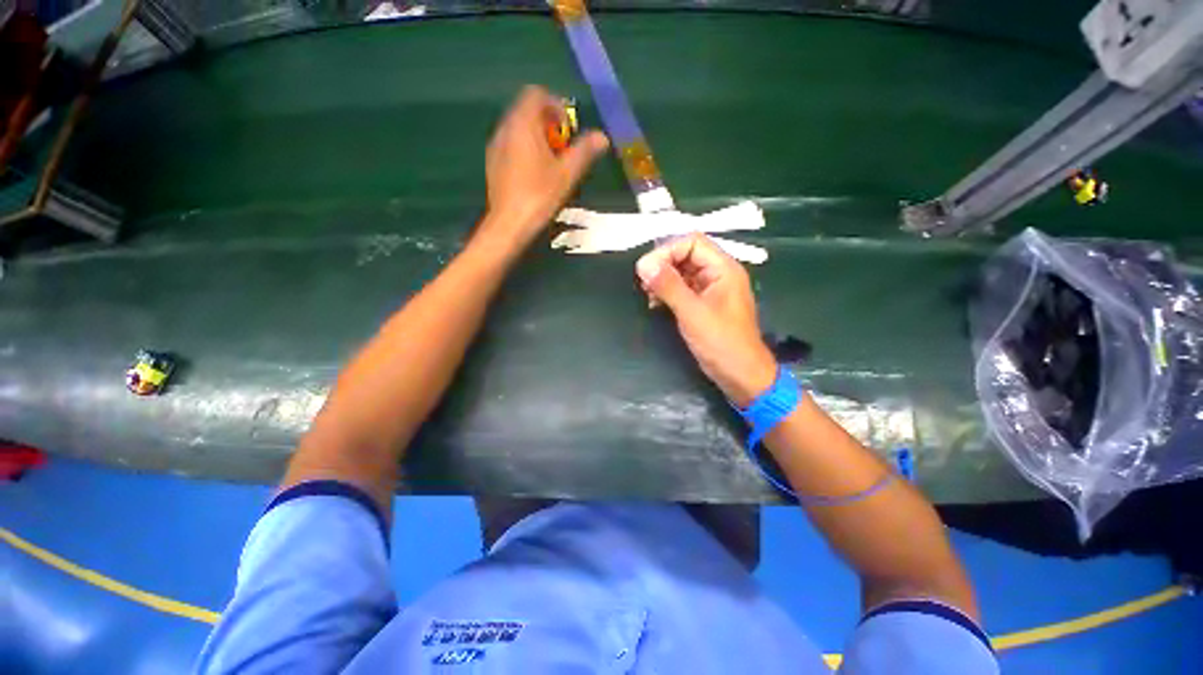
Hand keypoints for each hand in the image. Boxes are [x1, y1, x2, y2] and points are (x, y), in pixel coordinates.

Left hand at [480, 85, 608, 250]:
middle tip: (564, 150)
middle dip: (549, 125)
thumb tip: (602, 137)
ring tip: (552, 165)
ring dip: (538, 138)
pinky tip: (536, 176)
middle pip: (527, 110)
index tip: (569, 132)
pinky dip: (526, 150)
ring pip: (519, 129)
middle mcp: (505, 128)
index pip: (536, 94)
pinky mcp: (493, 163)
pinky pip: (511, 144)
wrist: (509, 225)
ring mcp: (496, 146)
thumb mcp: (567, 174)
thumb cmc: (539, 196)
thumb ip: (585, 152)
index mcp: (522, 124)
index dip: (556, 106)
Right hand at [636, 234, 777, 406]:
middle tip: (644, 282)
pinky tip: (655, 304)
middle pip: (686, 255)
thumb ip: (668, 286)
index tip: (645, 270)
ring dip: (663, 279)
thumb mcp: (692, 312)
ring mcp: (711, 290)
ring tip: (648, 294)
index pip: (691, 243)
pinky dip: (668, 292)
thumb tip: (643, 264)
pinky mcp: (704, 305)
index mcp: (723, 268)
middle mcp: (718, 274)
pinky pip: (683, 289)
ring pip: (682, 272)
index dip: (667, 251)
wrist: (740, 375)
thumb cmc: (721, 342)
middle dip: (663, 265)